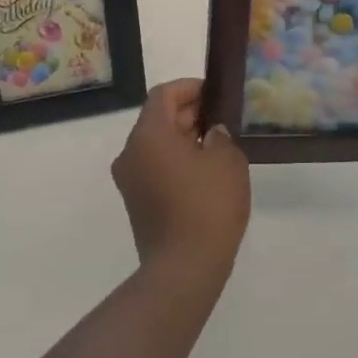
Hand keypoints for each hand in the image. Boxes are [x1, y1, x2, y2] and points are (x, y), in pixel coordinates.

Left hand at [111, 80, 250, 285]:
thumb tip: (211, 133)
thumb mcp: (227, 161)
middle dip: (189, 113)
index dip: (190, 88)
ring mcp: (130, 180)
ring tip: (217, 143)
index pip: (164, 94)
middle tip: (221, 117)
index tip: (216, 94)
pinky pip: (155, 167)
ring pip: (156, 144)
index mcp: (148, 134)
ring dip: (183, 138)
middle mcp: (130, 152)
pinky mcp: (136, 202)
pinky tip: (204, 171)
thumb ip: (220, 136)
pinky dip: (176, 160)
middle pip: (157, 118)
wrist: (184, 268)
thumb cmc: (207, 205)